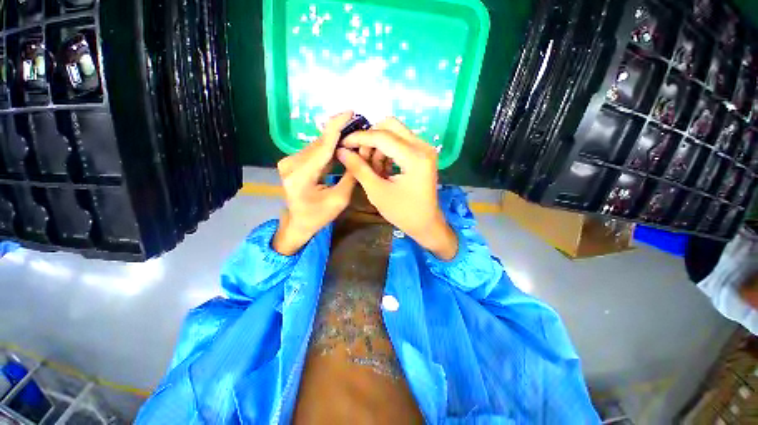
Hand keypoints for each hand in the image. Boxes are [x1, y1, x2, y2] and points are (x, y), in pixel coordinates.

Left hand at [272, 111, 356, 255]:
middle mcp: (291, 164)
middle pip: (320, 144)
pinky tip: (340, 144)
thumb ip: (350, 176)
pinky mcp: (292, 162)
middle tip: (358, 125)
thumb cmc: (319, 216)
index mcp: (301, 176)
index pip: (322, 146)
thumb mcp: (340, 200)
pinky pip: (314, 151)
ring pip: (317, 145)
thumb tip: (360, 154)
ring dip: (335, 140)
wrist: (298, 222)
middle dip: (339, 132)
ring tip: (353, 135)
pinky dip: (328, 147)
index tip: (350, 112)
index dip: (336, 127)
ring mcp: (289, 162)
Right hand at [336, 118, 457, 259]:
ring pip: (395, 133)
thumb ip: (358, 168)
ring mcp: (425, 149)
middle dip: (370, 138)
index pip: (382, 136)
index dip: (359, 138)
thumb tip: (341, 150)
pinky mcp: (423, 154)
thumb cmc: (402, 212)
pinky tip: (382, 169)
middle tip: (359, 156)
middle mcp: (423, 146)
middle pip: (390, 125)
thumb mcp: (377, 191)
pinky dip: (387, 152)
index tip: (343, 144)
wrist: (425, 224)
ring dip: (378, 147)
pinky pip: (401, 143)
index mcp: (415, 157)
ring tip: (371, 168)